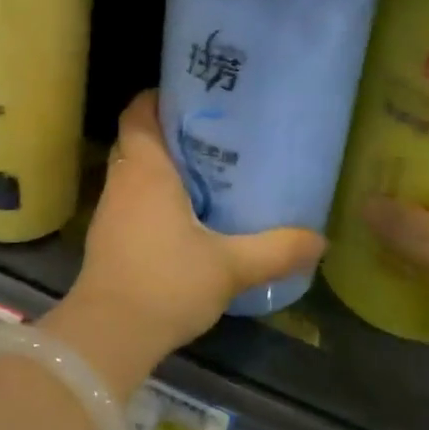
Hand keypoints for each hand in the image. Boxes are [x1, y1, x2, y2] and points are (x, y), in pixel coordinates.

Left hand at [54, 91, 323, 388]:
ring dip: (160, 167)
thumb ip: (276, 250)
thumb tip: (321, 239)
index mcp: (146, 170)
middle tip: (210, 133)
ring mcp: (109, 210)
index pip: (138, 113)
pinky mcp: (107, 237)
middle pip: (137, 139)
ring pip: (132, 171)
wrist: (110, 333)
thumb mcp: (230, 266)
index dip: (157, 97)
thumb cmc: (167, 283)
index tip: (190, 95)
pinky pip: (130, 199)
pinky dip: (152, 195)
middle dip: (167, 131)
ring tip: (205, 170)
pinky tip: (184, 216)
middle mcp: (122, 181)